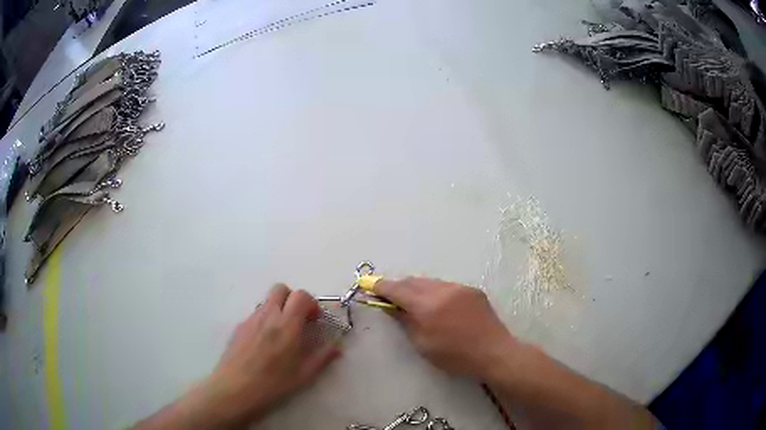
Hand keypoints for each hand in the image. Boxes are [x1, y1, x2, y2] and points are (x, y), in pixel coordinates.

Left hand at [207, 284, 340, 424]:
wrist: (235, 389)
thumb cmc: (273, 384)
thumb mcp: (304, 375)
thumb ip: (322, 357)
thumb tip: (337, 347)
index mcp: (287, 325)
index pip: (301, 295)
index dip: (311, 303)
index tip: (314, 320)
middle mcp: (268, 315)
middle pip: (281, 289)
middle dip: (292, 299)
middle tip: (298, 319)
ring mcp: (250, 319)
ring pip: (267, 301)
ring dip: (278, 309)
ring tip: (281, 334)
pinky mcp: (239, 327)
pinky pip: (255, 315)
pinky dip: (264, 320)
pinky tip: (264, 343)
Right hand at [375, 277, 516, 379]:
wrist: (494, 352)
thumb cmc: (455, 356)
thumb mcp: (423, 344)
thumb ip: (405, 321)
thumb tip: (391, 307)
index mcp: (428, 306)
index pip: (397, 289)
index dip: (381, 286)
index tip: (368, 284)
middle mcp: (443, 290)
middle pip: (413, 281)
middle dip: (398, 286)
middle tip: (388, 295)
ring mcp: (460, 287)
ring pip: (430, 282)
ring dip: (417, 288)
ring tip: (412, 301)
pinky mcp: (472, 290)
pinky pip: (446, 286)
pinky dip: (435, 291)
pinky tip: (437, 305)